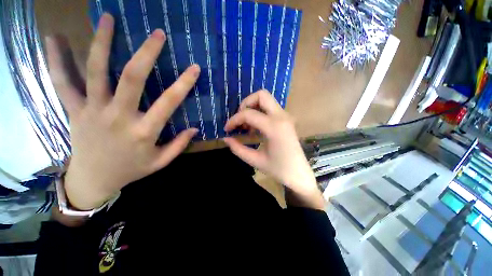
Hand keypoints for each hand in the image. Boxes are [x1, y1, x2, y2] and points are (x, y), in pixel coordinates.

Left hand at [46, 13, 199, 209]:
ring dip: (101, 42)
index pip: (169, 103)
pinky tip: (54, 38)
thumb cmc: (131, 170)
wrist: (93, 180)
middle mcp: (118, 117)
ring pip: (95, 71)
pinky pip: (62, 83)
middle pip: (131, 78)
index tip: (194, 68)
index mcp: (143, 132)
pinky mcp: (74, 110)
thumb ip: (178, 145)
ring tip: (108, 18)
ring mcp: (92, 111)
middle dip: (146, 53)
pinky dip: (56, 60)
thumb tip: (194, 129)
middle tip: (158, 34)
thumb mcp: (160, 162)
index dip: (183, 84)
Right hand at [223, 91, 324, 209]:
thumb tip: (225, 139)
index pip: (248, 114)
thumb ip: (238, 148)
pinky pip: (270, 108)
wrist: (299, 174)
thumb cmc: (278, 170)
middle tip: (239, 120)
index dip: (234, 120)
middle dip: (246, 104)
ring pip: (266, 100)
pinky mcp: (286, 120)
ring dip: (253, 108)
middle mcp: (282, 116)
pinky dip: (259, 112)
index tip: (227, 129)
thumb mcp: (255, 160)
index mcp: (274, 127)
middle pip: (261, 95)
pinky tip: (255, 128)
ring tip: (247, 126)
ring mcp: (286, 116)